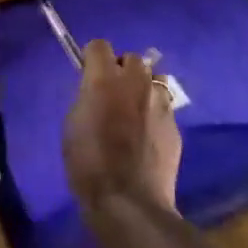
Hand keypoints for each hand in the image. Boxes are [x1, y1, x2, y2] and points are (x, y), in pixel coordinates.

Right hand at [63, 38, 180, 223]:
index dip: (92, 58)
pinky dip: (154, 113)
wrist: (129, 203)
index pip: (99, 45)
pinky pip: (164, 106)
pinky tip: (147, 136)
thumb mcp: (72, 126)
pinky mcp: (175, 124)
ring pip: (154, 79)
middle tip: (112, 94)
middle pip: (131, 58)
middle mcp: (135, 82)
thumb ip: (86, 98)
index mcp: (104, 79)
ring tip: (134, 111)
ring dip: (143, 87)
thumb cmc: (89, 165)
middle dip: (121, 69)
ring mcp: (159, 102)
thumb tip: (95, 91)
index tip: (88, 74)